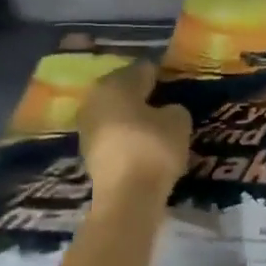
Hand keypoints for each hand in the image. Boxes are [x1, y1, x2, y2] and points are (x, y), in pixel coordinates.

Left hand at [76, 61, 190, 199]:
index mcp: (116, 83)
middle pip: (123, 89)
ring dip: (132, 115)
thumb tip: (166, 111)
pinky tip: (142, 143)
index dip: (161, 75)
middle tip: (165, 102)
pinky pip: (112, 133)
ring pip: (115, 111)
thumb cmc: (153, 148)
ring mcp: (87, 125)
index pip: (143, 69)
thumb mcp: (179, 122)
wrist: (126, 196)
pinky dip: (125, 134)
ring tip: (155, 125)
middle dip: (142, 94)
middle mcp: (95, 98)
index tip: (175, 83)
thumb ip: (174, 108)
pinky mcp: (87, 150)